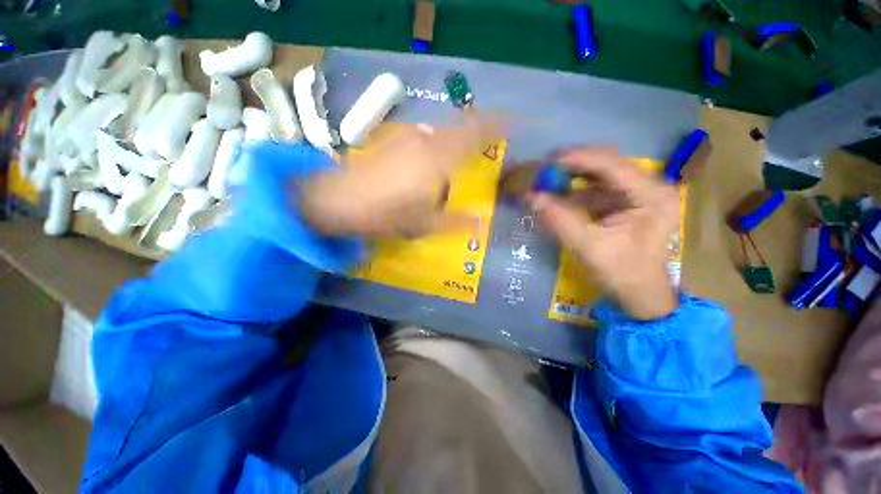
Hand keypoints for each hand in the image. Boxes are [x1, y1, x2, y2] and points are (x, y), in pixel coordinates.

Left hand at [299, 116, 498, 237]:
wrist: (337, 201)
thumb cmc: (386, 215)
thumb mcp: (425, 225)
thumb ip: (457, 222)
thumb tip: (481, 222)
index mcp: (439, 160)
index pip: (475, 134)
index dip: (495, 126)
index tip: (511, 126)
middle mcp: (426, 141)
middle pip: (460, 128)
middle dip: (475, 135)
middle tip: (482, 153)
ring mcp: (407, 137)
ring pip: (441, 132)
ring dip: (453, 142)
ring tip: (453, 165)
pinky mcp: (392, 139)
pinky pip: (424, 137)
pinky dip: (435, 145)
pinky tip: (427, 165)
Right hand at [531, 148, 679, 319]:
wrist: (640, 294)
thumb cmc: (623, 274)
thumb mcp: (589, 248)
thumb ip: (559, 220)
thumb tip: (530, 196)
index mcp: (652, 195)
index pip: (612, 164)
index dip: (576, 159)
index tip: (546, 163)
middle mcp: (649, 186)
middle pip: (605, 164)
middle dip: (571, 167)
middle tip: (542, 172)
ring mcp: (637, 192)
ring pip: (598, 174)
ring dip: (570, 177)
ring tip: (545, 182)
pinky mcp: (625, 201)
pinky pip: (595, 188)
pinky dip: (573, 190)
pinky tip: (557, 196)